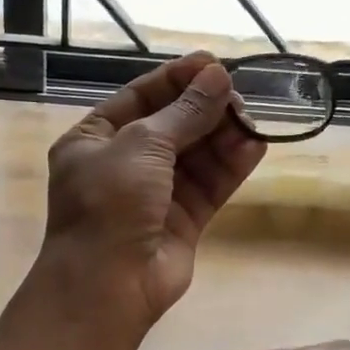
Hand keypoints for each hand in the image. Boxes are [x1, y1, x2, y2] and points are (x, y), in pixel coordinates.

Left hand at [42, 52, 266, 331]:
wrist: (108, 285)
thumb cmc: (110, 203)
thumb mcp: (141, 145)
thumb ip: (184, 113)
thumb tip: (218, 78)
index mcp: (94, 140)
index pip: (139, 98)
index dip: (177, 79)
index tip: (214, 64)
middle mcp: (123, 164)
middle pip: (172, 125)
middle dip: (204, 109)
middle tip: (239, 96)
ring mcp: (154, 194)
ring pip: (195, 156)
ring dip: (222, 136)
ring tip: (251, 120)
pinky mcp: (182, 221)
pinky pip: (209, 185)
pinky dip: (231, 166)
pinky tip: (255, 146)